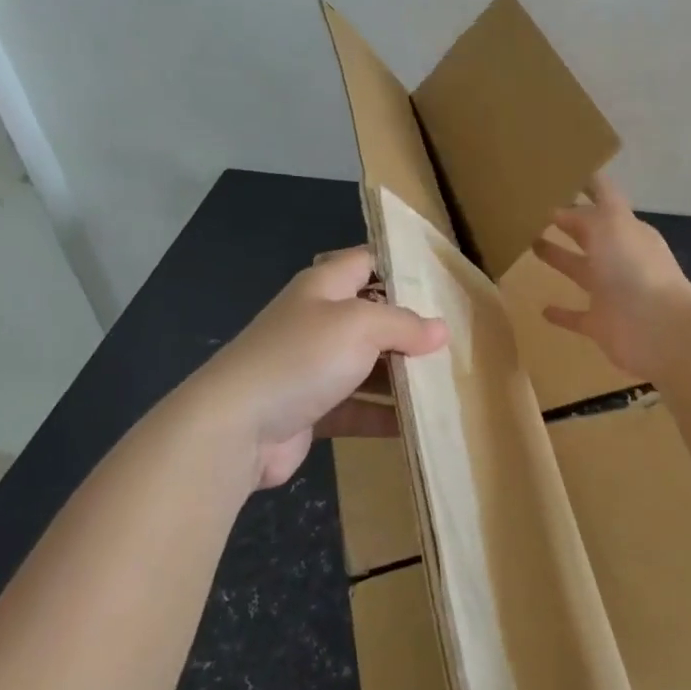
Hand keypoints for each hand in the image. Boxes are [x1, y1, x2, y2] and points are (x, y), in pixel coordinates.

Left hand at [196, 247, 447, 487]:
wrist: (235, 427)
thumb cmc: (301, 357)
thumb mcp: (360, 325)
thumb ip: (403, 325)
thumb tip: (441, 331)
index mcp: (324, 286)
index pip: (368, 261)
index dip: (401, 265)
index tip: (442, 280)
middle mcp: (318, 320)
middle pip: (372, 315)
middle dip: (410, 327)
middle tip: (455, 339)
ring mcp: (312, 367)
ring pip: (367, 364)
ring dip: (401, 374)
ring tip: (446, 382)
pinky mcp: (311, 409)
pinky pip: (356, 406)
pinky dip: (383, 414)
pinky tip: (417, 425)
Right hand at [533, 174, 690, 377]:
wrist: (658, 329)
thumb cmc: (634, 268)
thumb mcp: (609, 226)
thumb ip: (584, 215)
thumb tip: (558, 210)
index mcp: (627, 230)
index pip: (605, 200)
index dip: (587, 186)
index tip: (559, 175)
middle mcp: (620, 257)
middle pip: (590, 235)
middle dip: (568, 222)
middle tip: (534, 210)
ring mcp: (611, 292)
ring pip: (580, 270)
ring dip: (559, 258)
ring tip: (531, 245)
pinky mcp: (601, 324)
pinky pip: (577, 316)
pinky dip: (561, 313)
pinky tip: (542, 309)